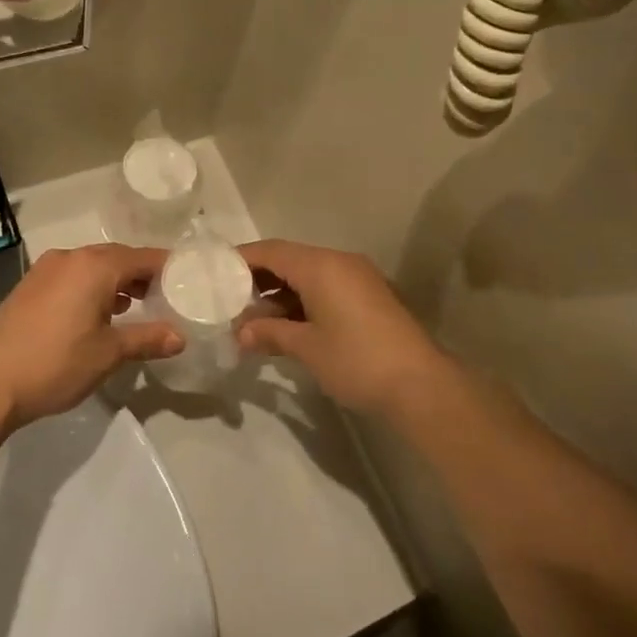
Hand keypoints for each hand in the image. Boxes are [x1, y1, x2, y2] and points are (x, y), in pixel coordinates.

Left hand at [0, 245, 181, 427]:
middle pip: (117, 257)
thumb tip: (180, 337)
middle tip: (164, 296)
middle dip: (141, 274)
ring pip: (92, 266)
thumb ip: (147, 339)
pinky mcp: (29, 286)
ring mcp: (45, 270)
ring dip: (115, 281)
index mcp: (94, 266)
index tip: (188, 282)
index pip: (143, 257)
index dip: (167, 268)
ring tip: (134, 306)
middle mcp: (70, 258)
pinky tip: (97, 313)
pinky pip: (71, 276)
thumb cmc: (56, 363)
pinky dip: (90, 287)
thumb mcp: (109, 353)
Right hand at [236, 241, 456, 419]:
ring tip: (254, 318)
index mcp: (321, 265)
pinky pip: (327, 286)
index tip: (215, 273)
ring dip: (281, 292)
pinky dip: (304, 299)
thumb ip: (270, 333)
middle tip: (231, 300)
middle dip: (259, 278)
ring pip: (309, 274)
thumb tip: (240, 334)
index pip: (271, 251)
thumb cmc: (357, 360)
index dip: (241, 259)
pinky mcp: (370, 296)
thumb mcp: (307, 348)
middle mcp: (340, 262)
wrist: (421, 385)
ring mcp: (359, 278)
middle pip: (289, 259)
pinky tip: (288, 324)